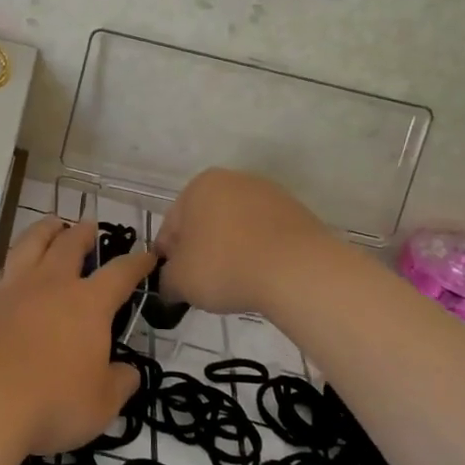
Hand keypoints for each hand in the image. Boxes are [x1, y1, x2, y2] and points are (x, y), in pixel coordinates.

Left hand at [0, 217, 155, 455]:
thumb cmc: (50, 403)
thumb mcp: (100, 405)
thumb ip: (119, 383)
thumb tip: (128, 372)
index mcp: (88, 304)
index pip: (120, 274)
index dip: (137, 263)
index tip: (147, 256)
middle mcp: (50, 285)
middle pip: (69, 245)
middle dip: (83, 233)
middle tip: (89, 226)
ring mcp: (11, 288)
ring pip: (30, 244)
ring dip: (45, 230)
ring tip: (51, 224)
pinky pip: (1, 271)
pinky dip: (13, 265)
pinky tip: (11, 273)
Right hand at [154, 168, 333, 315]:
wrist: (298, 271)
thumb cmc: (225, 266)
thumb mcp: (179, 281)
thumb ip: (166, 280)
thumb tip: (171, 284)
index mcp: (199, 186)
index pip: (172, 226)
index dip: (169, 258)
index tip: (175, 283)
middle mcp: (233, 180)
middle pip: (205, 222)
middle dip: (201, 251)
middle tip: (203, 285)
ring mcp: (269, 194)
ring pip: (236, 228)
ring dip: (230, 251)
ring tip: (235, 283)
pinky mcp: (297, 213)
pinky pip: (265, 236)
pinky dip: (258, 253)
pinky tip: (260, 276)